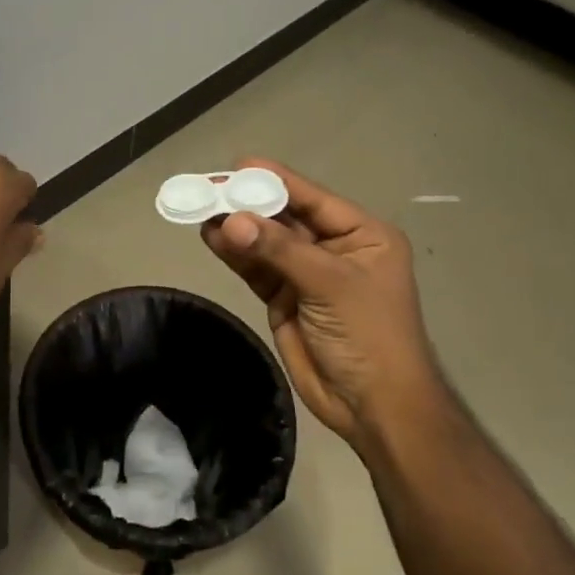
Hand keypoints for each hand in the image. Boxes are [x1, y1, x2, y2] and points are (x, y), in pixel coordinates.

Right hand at [202, 159, 444, 451]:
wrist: (375, 407)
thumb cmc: (369, 335)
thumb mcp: (330, 284)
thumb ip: (279, 250)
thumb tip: (229, 221)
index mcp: (361, 235)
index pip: (311, 198)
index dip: (274, 181)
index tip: (236, 168)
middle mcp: (333, 248)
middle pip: (284, 217)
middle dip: (247, 204)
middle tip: (206, 189)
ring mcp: (306, 274)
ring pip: (265, 242)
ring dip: (235, 228)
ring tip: (199, 210)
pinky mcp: (284, 298)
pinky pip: (256, 268)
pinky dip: (234, 254)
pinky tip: (211, 237)